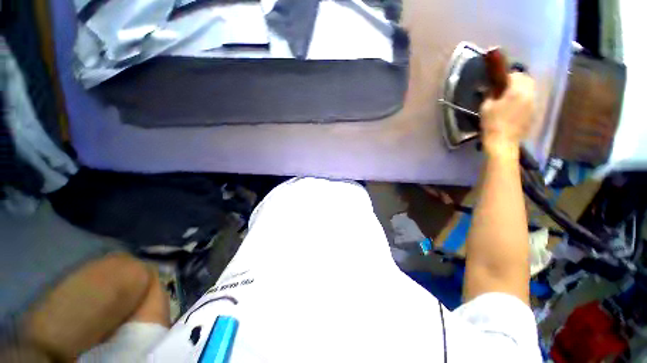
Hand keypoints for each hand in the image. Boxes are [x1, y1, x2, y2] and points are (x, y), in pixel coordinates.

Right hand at [479, 72, 535, 159]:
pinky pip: (532, 99)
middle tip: (507, 87)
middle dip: (519, 80)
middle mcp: (529, 94)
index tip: (499, 82)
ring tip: (511, 96)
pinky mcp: (534, 112)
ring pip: (531, 89)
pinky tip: (515, 106)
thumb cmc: (492, 124)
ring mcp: (534, 103)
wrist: (503, 142)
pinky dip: (525, 98)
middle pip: (528, 80)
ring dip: (523, 89)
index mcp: (517, 91)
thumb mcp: (485, 107)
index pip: (516, 75)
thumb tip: (492, 89)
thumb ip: (490, 95)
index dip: (507, 76)